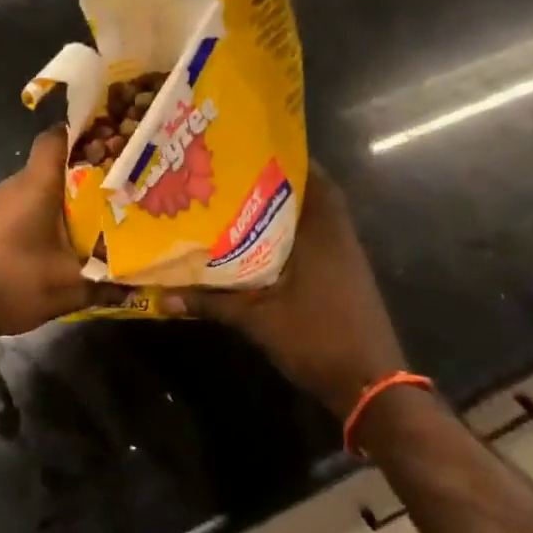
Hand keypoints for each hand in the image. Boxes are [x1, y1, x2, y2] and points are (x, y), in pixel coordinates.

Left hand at [0, 127, 118, 342]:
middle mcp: (16, 185)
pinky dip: (48, 216)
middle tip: (121, 186)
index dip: (84, 134)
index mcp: (36, 185)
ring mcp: (0, 204)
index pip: (56, 137)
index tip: (113, 143)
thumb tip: (137, 287)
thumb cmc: (12, 281)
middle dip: (87, 172)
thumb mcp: (69, 287)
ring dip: (67, 199)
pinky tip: (66, 240)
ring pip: (41, 188)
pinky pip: (27, 207)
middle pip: (54, 164)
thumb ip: (106, 284)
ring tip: (102, 214)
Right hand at [171, 168, 413, 420]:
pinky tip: (255, 245)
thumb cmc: (317, 339)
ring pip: (310, 219)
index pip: (310, 176)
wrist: (370, 386)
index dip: (281, 157)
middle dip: (272, 182)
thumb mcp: (257, 320)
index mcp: (322, 231)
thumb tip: (162, 297)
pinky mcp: (343, 276)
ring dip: (280, 210)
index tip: (245, 146)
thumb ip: (211, 303)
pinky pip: (313, 240)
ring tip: (234, 202)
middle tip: (230, 173)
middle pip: (307, 193)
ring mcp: (343, 257)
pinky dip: (288, 235)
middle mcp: (336, 235)